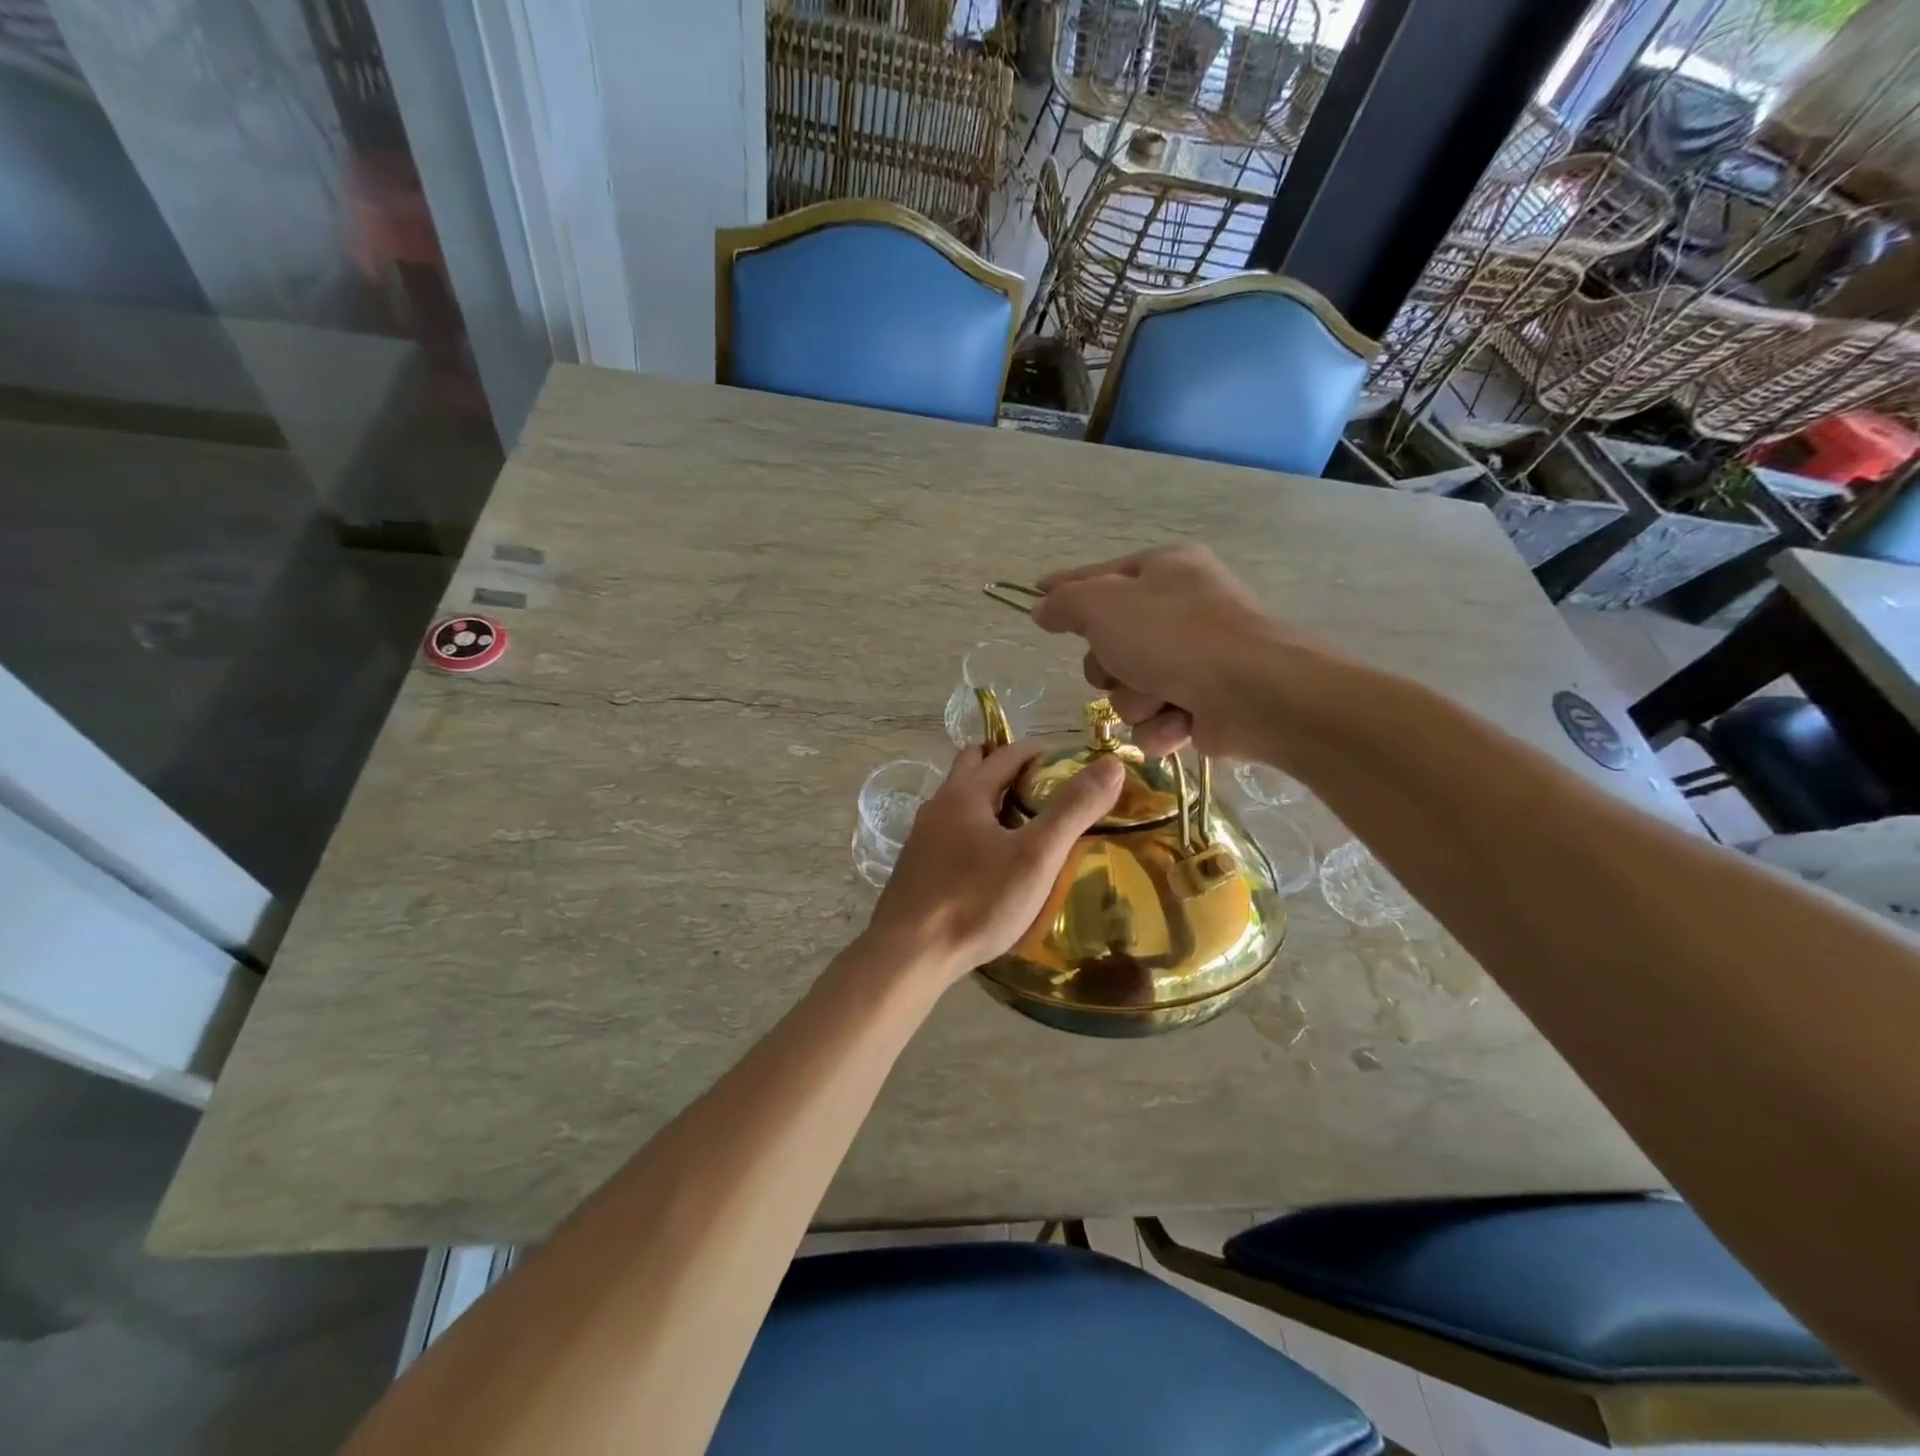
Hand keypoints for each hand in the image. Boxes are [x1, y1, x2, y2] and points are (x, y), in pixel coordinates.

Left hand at [864, 741, 1122, 976]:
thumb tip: (1111, 764)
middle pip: (974, 766)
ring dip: (989, 800)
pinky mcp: (916, 866)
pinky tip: (990, 862)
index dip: (1039, 752)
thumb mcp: (1036, 856)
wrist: (910, 954)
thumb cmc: (977, 901)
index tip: (1068, 766)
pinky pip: (950, 831)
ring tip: (1022, 826)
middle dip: (1006, 767)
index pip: (1007, 753)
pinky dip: (974, 829)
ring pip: (959, 800)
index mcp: (966, 792)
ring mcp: (922, 836)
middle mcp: (939, 805)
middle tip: (1042, 790)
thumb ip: (1073, 809)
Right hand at [1033, 545, 1309, 758]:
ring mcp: (1196, 660)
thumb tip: (1042, 606)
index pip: (1099, 576)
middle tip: (1124, 667)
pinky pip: (1156, 720)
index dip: (1065, 589)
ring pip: (1129, 690)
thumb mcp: (1104, 607)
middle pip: (1109, 645)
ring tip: (1163, 699)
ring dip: (1136, 701)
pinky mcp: (1205, 704)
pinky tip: (1182, 723)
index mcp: (1165, 570)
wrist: (1256, 694)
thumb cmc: (1176, 638)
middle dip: (1110, 668)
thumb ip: (1065, 603)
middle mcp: (1182, 610)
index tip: (1036, 596)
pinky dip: (1163, 726)